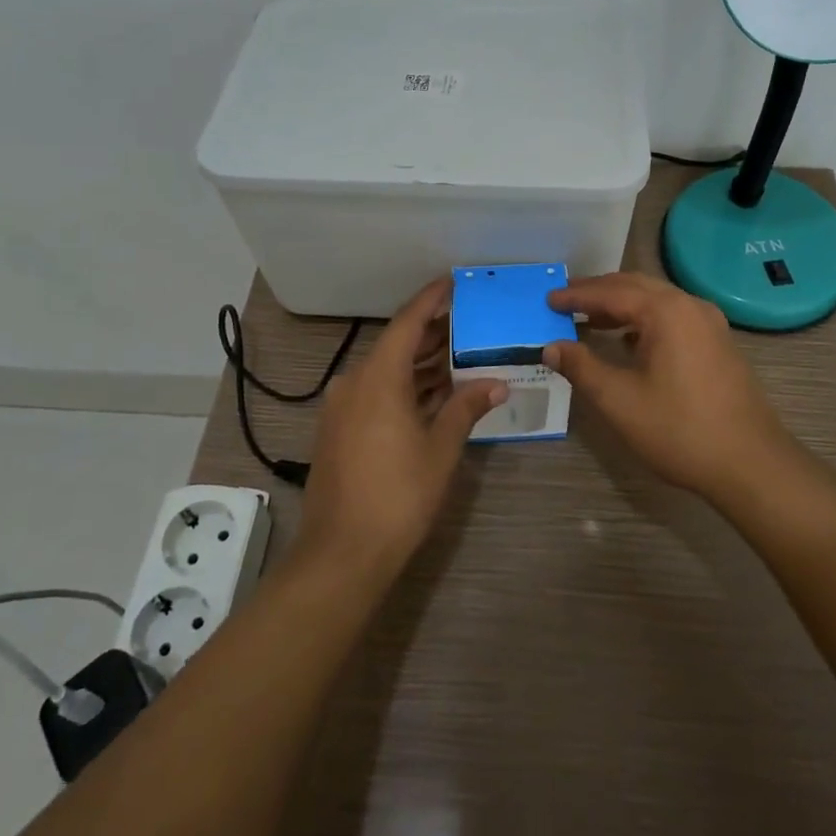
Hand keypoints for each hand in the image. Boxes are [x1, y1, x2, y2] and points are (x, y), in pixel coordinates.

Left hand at [300, 277, 506, 575]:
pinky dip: (404, 388)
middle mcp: (355, 383)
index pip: (408, 322)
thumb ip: (466, 407)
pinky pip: (376, 393)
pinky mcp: (339, 430)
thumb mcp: (441, 448)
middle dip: (432, 334)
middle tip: (469, 324)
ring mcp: (343, 408)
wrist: (342, 554)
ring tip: (460, 357)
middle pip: (397, 345)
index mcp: (378, 377)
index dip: (430, 299)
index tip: (452, 282)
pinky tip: (433, 394)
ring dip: (420, 365)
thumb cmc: (398, 495)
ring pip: (386, 372)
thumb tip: (497, 383)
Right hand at [544, 272, 794, 502]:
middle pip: (635, 286)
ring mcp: (709, 323)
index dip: (576, 296)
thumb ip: (582, 367)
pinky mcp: (718, 343)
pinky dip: (643, 319)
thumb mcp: (619, 400)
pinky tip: (628, 340)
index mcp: (666, 311)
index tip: (547, 300)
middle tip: (565, 301)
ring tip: (589, 318)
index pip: (611, 292)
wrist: (751, 464)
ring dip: (621, 305)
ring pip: (656, 300)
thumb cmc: (680, 430)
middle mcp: (689, 305)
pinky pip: (672, 316)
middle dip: (598, 292)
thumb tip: (551, 346)